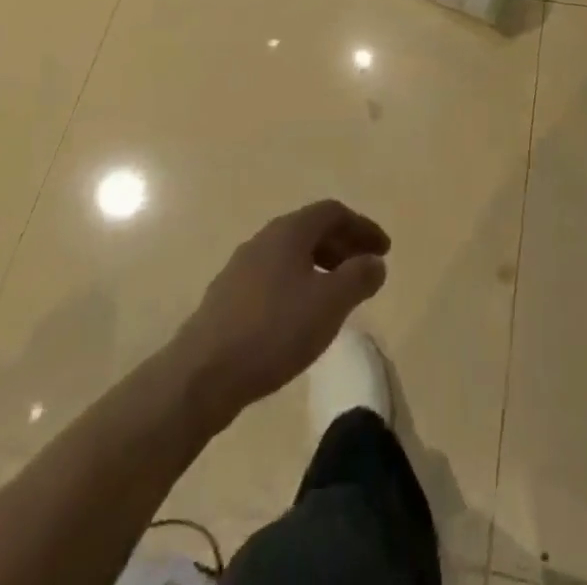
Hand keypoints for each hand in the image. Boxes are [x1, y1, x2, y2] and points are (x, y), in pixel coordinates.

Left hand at [170, 201, 389, 424]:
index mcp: (289, 231)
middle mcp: (265, 239)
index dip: (363, 227)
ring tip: (339, 295)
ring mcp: (242, 266)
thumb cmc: (273, 330)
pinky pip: (275, 276)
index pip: (333, 212)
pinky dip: (299, 283)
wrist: (201, 374)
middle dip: (343, 245)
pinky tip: (302, 316)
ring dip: (321, 265)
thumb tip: (376, 262)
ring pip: (292, 254)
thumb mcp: (329, 304)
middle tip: (366, 270)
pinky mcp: (228, 296)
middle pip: (312, 229)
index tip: (384, 251)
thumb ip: (358, 277)